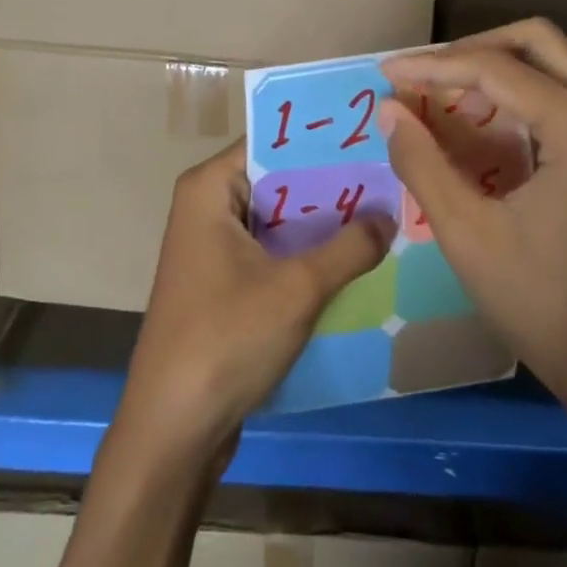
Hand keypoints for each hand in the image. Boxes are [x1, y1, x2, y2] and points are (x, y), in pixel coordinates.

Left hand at [116, 139, 392, 465]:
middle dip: (332, 182)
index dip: (322, 139)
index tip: (374, 137)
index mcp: (210, 188)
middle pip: (279, 179)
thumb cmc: (227, 340)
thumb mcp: (298, 288)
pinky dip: (309, 252)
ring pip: (280, 218)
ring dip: (325, 221)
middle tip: (393, 175)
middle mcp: (208, 206)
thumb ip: (349, 247)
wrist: (173, 429)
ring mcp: (214, 246)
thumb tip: (389, 215)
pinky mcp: (225, 282)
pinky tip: (358, 256)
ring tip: (387, 209)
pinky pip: (274, 250)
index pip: (273, 141)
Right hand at [380, 18, 566, 427]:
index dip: (433, 67)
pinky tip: (547, 91)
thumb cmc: (540, 304)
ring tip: (468, 87)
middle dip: (471, 51)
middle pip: (536, 41)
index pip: (495, 70)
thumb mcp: (466, 235)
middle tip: (424, 78)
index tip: (387, 74)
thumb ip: (422, 163)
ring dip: (516, 58)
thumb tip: (389, 109)